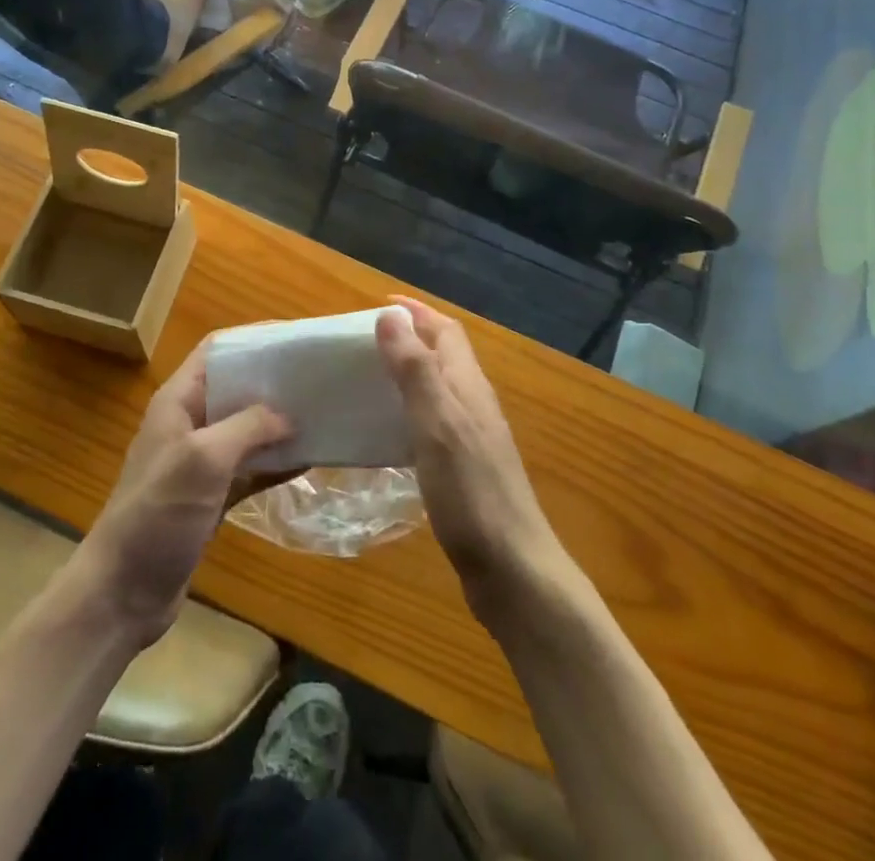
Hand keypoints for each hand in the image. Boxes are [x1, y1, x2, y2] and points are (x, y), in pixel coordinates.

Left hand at [75, 339, 292, 647]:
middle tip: (319, 377)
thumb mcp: (203, 459)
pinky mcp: (211, 497)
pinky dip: (276, 462)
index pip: (217, 350)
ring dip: (280, 423)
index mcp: (178, 401)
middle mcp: (189, 424)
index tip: (295, 339)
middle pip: (237, 387)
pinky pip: (250, 469)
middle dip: (275, 381)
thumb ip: (247, 426)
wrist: (121, 594)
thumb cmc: (157, 514)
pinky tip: (310, 460)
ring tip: (324, 413)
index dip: (253, 338)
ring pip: (247, 429)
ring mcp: (201, 462)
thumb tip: (287, 416)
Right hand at [376, 297, 565, 620]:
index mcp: (468, 386)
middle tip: (362, 342)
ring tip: (366, 380)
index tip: (379, 304)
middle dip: (409, 338)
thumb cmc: (471, 491)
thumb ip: (415, 370)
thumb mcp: (437, 423)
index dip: (416, 312)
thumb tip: (391, 316)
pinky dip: (407, 413)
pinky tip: (385, 434)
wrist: (512, 570)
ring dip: (406, 375)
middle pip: (442, 357)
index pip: (446, 331)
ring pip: (437, 389)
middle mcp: (473, 404)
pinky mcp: (464, 470)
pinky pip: (431, 423)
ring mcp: (472, 439)